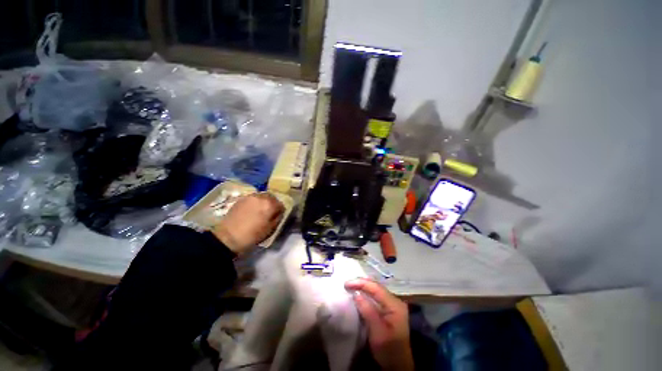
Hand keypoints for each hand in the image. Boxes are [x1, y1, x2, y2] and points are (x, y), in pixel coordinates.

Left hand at [212, 193, 284, 254]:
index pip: (281, 204)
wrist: (228, 237)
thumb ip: (277, 218)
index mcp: (270, 204)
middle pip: (272, 197)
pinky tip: (252, 210)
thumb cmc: (252, 235)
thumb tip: (279, 213)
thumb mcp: (270, 229)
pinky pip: (253, 198)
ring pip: (262, 196)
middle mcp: (261, 197)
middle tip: (270, 212)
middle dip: (273, 204)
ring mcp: (250, 196)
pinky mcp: (241, 198)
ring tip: (261, 210)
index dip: (280, 211)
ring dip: (264, 201)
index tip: (277, 216)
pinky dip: (256, 202)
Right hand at [345, 278, 413, 370]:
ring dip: (363, 287)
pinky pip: (376, 296)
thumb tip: (356, 294)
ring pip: (376, 290)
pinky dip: (367, 293)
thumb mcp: (378, 333)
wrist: (399, 365)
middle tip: (347, 284)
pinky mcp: (389, 310)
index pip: (376, 288)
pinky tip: (360, 294)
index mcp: (394, 305)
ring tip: (351, 286)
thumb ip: (368, 312)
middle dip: (361, 283)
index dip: (361, 283)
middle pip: (376, 286)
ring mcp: (393, 305)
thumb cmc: (389, 351)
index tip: (346, 284)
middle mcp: (395, 301)